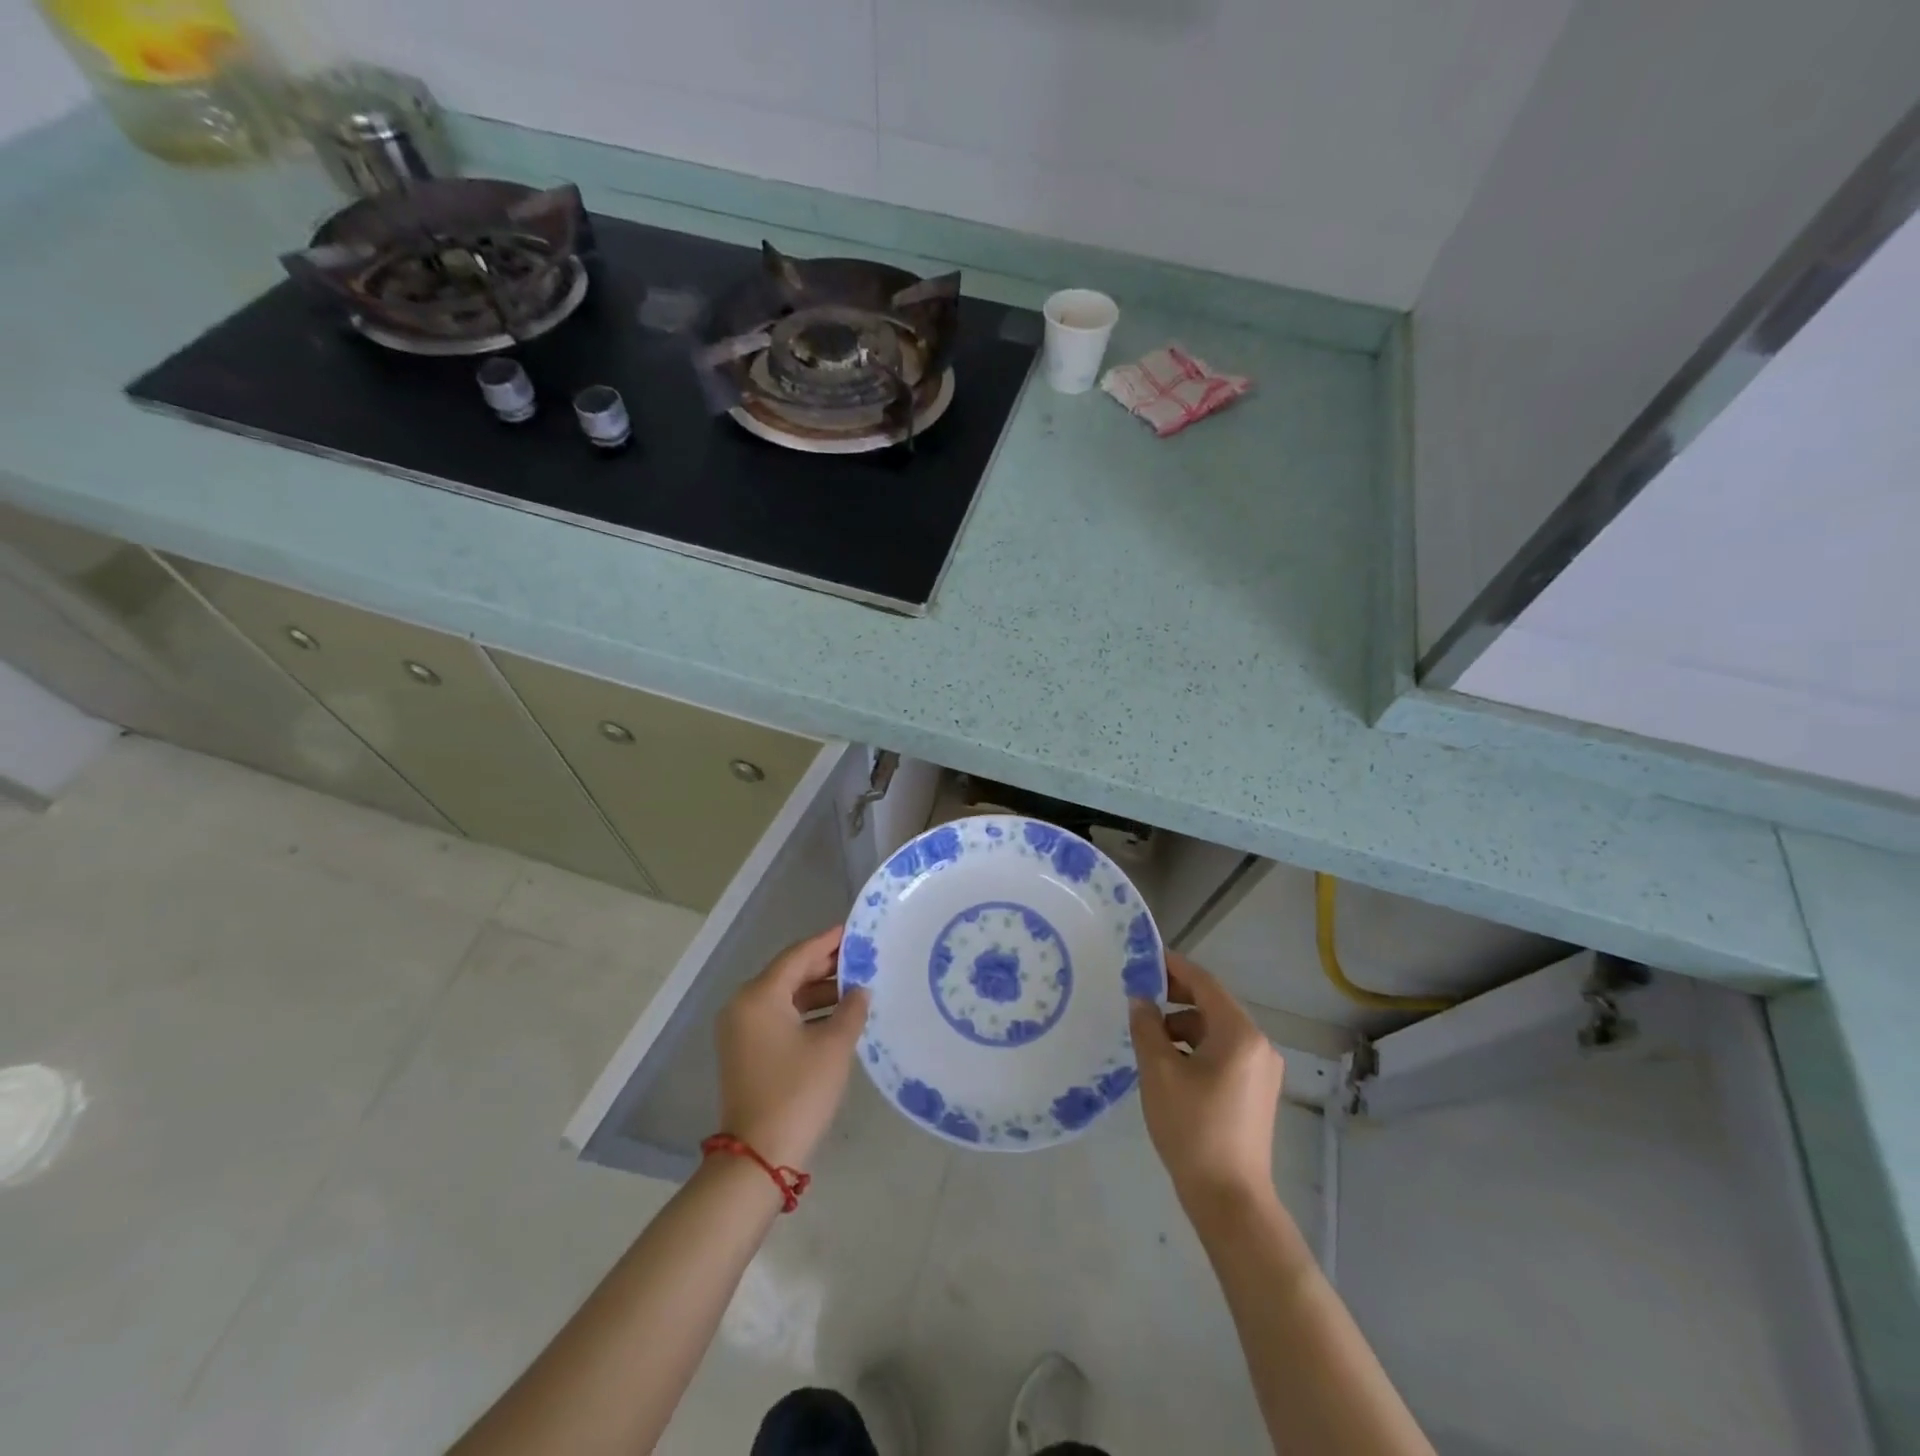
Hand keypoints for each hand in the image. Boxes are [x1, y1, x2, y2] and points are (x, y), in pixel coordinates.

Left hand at [716, 926, 868, 1169]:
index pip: (799, 955)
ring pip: (784, 996)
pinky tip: (836, 1015)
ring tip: (857, 986)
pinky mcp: (745, 1051)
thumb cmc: (798, 1093)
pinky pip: (778, 1016)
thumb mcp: (833, 1047)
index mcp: (760, 996)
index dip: (829, 941)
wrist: (758, 1157)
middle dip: (825, 966)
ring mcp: (741, 1030)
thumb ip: (851, 1010)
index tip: (855, 930)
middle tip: (862, 957)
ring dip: (818, 991)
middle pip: (789, 973)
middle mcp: (743, 1005)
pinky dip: (805, 1012)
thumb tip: (860, 990)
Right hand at [1129, 952, 1284, 1215]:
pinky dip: (1197, 1048)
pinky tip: (1171, 1065)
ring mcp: (1262, 1070)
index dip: (1174, 967)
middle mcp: (1258, 1044)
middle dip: (1176, 998)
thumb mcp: (1159, 1072)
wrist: (1230, 1199)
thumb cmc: (1193, 1128)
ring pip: (1217, 1031)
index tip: (1145, 958)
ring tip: (1150, 1039)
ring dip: (1184, 1026)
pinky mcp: (1257, 1091)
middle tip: (1140, 998)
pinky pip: (1224, 1053)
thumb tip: (1140, 1000)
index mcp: (1239, 1034)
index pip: (1205, 983)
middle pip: (1213, 1005)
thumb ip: (1147, 1027)